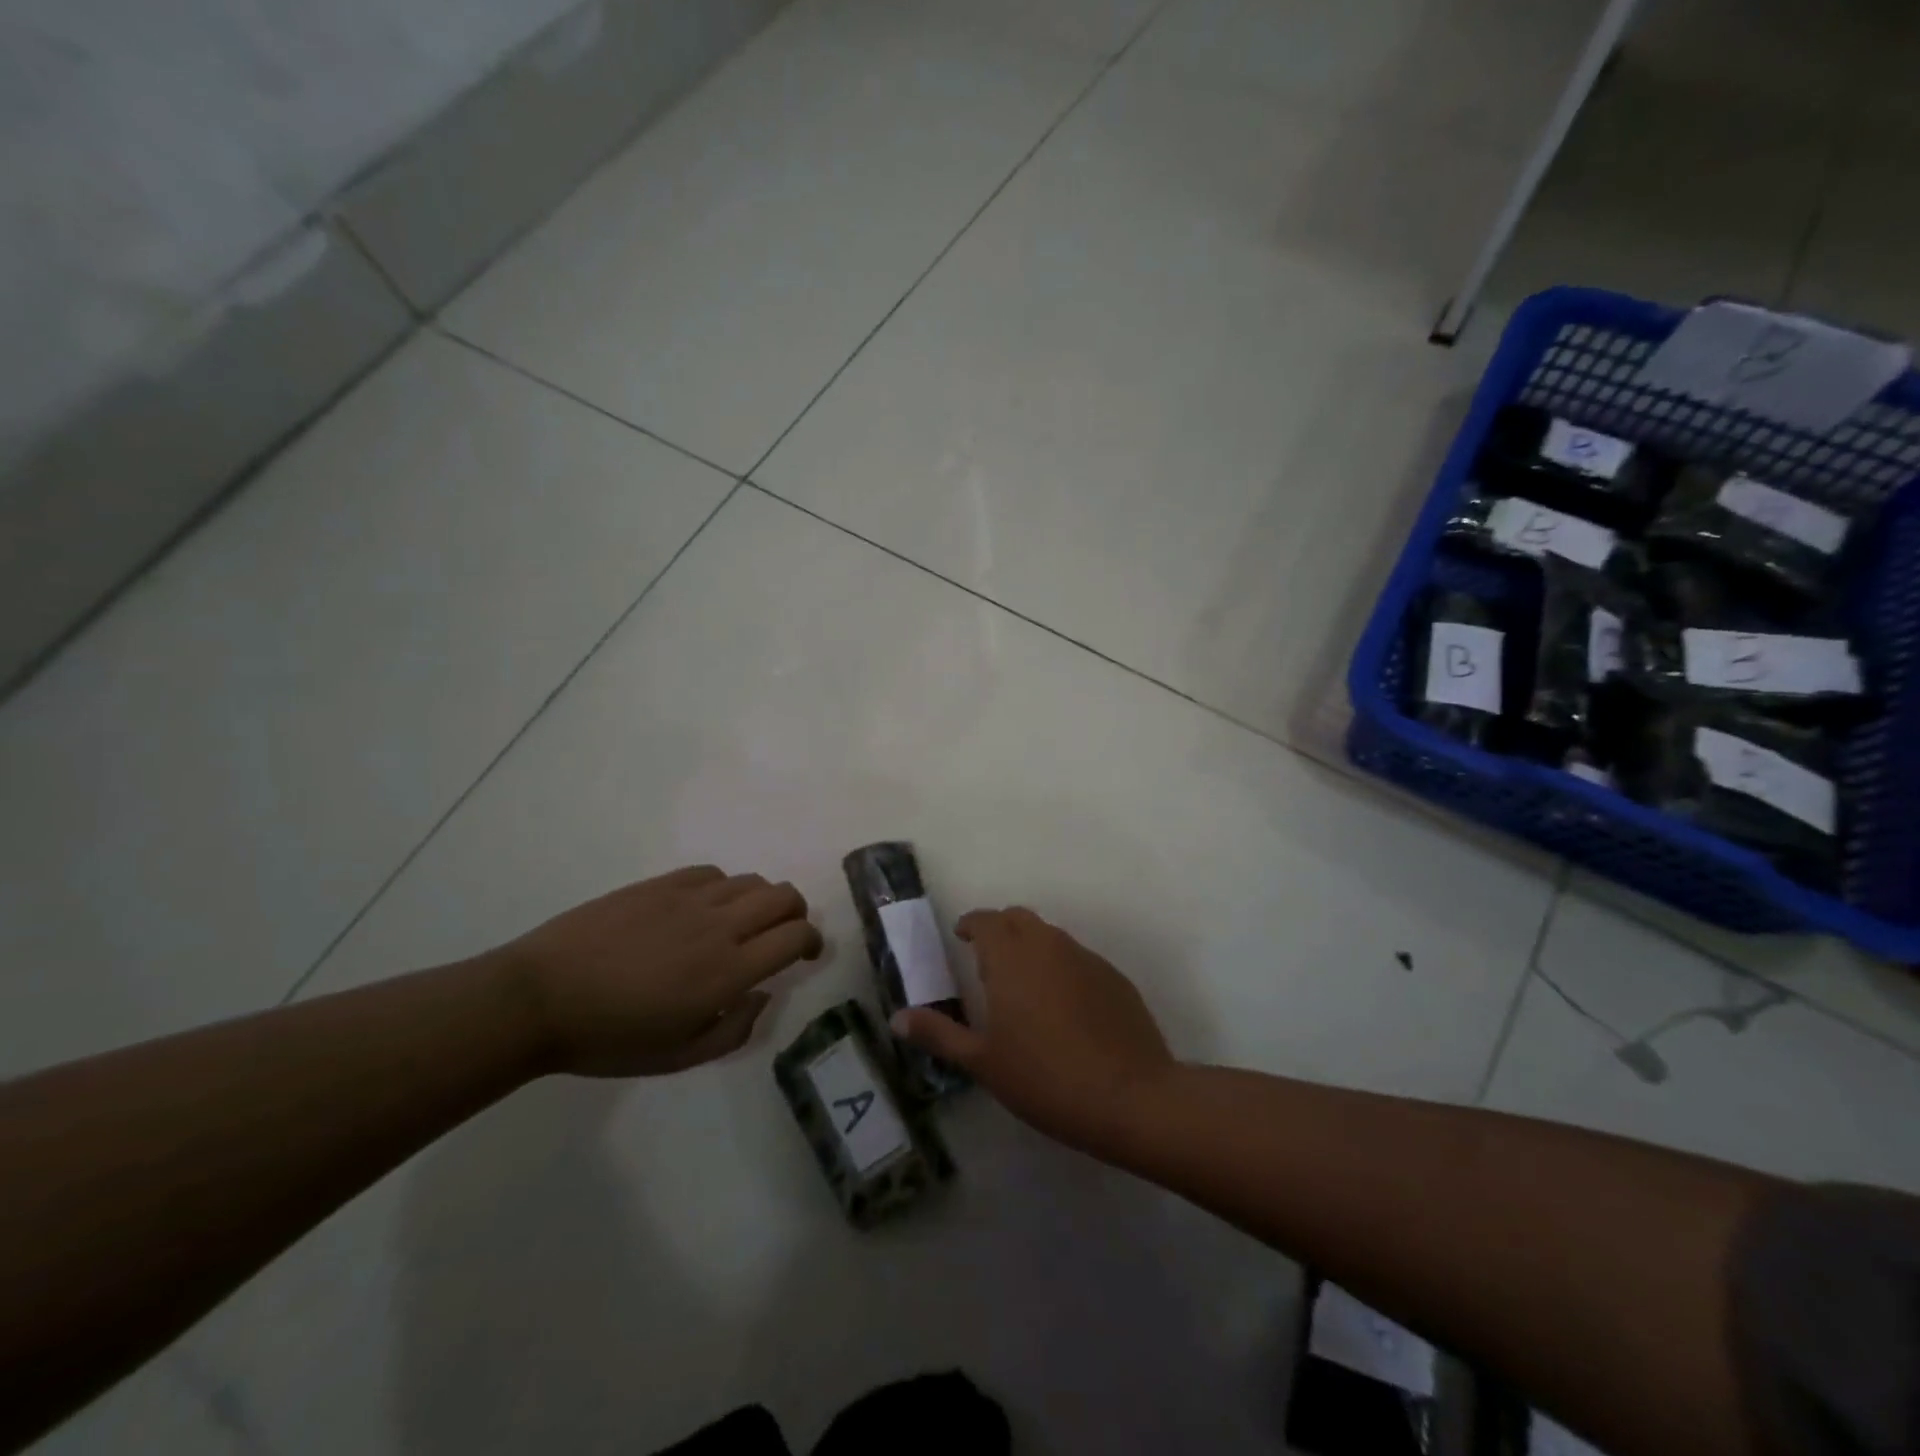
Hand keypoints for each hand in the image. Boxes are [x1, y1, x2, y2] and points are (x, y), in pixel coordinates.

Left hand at [494, 866, 822, 1076]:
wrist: (540, 998)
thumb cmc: (610, 1038)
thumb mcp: (678, 1057)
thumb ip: (735, 1030)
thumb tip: (764, 995)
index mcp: (728, 972)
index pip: (795, 936)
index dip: (812, 941)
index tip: (808, 954)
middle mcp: (719, 927)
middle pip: (784, 897)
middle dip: (796, 914)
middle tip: (783, 935)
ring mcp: (689, 899)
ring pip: (752, 881)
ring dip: (761, 901)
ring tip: (742, 923)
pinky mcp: (661, 884)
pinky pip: (713, 873)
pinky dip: (724, 888)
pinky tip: (705, 908)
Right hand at [893, 907, 1176, 1153]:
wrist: (1130, 1097)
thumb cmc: (1044, 1078)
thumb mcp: (983, 1062)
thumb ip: (939, 1034)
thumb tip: (897, 1018)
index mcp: (1011, 957)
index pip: (986, 920)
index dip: (971, 924)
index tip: (962, 937)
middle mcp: (1048, 945)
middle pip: (1019, 919)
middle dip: (1000, 929)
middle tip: (987, 960)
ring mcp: (1086, 958)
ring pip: (1050, 936)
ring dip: (1031, 947)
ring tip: (1022, 985)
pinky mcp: (1114, 977)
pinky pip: (1078, 959)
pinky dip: (1061, 968)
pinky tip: (1063, 1007)